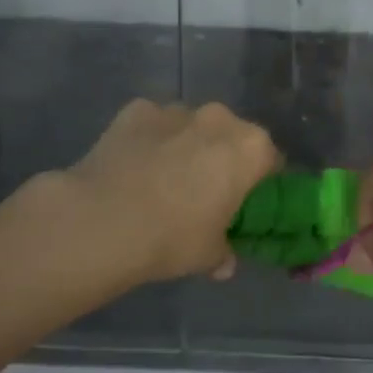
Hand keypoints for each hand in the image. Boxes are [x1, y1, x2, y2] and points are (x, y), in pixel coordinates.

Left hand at [62, 99, 280, 284]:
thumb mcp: (208, 256)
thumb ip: (223, 253)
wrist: (101, 220)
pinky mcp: (136, 110)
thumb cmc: (172, 238)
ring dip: (185, 146)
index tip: (246, 203)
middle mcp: (218, 119)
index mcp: (250, 149)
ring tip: (163, 179)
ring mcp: (175, 110)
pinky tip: (133, 167)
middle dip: (222, 157)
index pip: (271, 160)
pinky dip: (149, 140)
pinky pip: (153, 124)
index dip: (261, 182)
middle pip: (231, 136)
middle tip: (205, 192)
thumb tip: (223, 262)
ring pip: (190, 126)